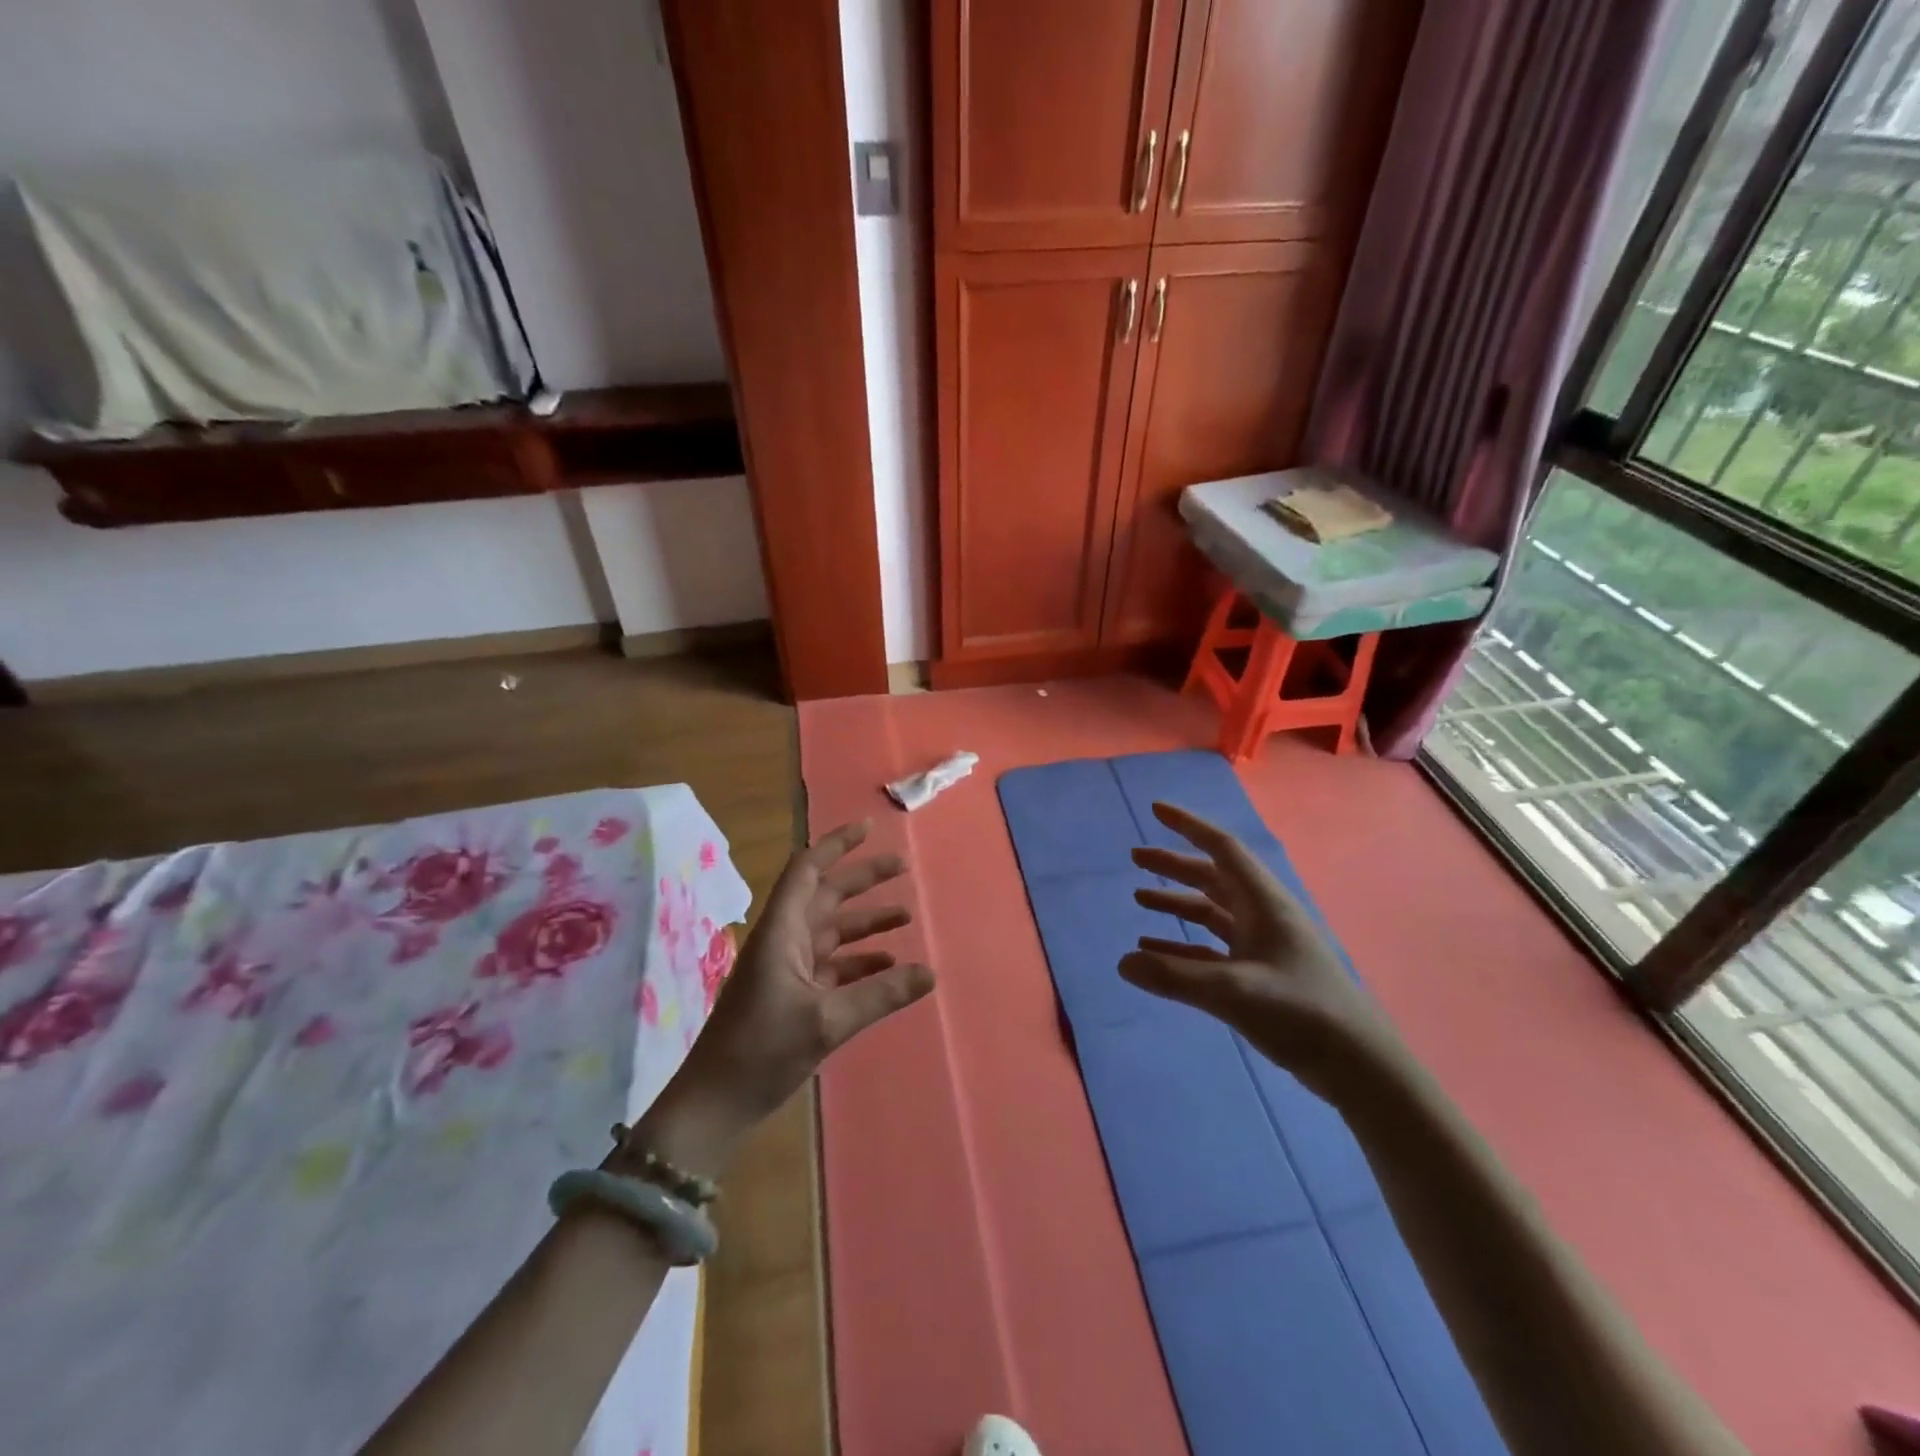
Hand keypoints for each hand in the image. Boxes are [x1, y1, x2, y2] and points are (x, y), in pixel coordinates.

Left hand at [629, 822, 933, 1179]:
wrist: (714, 1106)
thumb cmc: (761, 1051)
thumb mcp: (826, 1022)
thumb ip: (880, 994)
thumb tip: (931, 972)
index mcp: (781, 932)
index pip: (808, 871)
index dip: (837, 845)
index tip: (870, 828)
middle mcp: (784, 942)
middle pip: (826, 896)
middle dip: (862, 880)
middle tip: (903, 867)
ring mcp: (787, 970)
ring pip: (832, 932)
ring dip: (865, 922)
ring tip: (906, 915)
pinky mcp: (793, 997)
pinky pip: (832, 966)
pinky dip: (859, 961)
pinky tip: (888, 966)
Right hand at [1120, 802, 1399, 1101]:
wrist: (1359, 1068)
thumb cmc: (1302, 1014)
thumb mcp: (1235, 991)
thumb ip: (1175, 977)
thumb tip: (1122, 963)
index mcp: (1265, 904)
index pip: (1222, 850)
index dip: (1189, 827)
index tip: (1156, 811)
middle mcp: (1263, 917)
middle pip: (1212, 878)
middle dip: (1174, 865)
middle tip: (1136, 857)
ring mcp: (1262, 948)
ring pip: (1211, 913)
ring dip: (1176, 903)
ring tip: (1139, 898)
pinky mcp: (1258, 978)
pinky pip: (1211, 951)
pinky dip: (1182, 947)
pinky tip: (1155, 952)